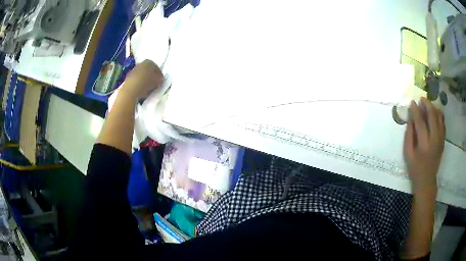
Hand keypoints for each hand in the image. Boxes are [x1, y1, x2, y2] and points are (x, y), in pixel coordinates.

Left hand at [121, 60, 163, 99]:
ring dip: (145, 80)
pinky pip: (136, 80)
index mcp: (149, 61)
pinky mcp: (128, 77)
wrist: (131, 89)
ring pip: (142, 75)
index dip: (159, 74)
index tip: (160, 80)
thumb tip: (160, 78)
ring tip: (148, 88)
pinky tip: (141, 89)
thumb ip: (160, 78)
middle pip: (148, 70)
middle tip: (154, 83)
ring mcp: (133, 70)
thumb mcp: (157, 80)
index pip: (156, 67)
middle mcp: (140, 63)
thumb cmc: (146, 83)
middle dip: (151, 76)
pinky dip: (139, 84)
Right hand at [404, 97, 444, 195]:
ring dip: (434, 108)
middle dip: (427, 104)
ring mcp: (440, 139)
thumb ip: (409, 135)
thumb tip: (410, 118)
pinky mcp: (443, 140)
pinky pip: (443, 123)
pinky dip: (439, 115)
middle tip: (421, 98)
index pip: (420, 122)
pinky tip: (435, 113)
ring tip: (428, 104)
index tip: (412, 102)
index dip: (415, 111)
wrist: (427, 180)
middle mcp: (434, 140)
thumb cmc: (415, 168)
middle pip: (432, 116)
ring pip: (439, 117)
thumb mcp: (408, 154)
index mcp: (424, 145)